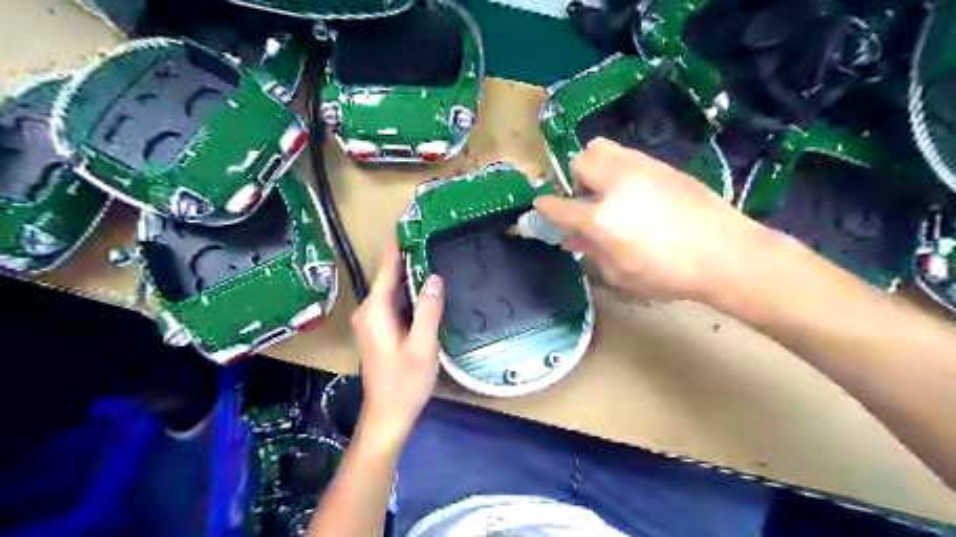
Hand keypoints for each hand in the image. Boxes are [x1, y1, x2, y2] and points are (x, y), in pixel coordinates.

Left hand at [349, 242, 444, 442]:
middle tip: (432, 234)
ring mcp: (373, 320)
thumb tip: (434, 277)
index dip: (398, 243)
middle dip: (408, 254)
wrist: (387, 415)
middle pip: (389, 275)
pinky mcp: (380, 329)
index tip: (411, 220)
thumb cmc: (404, 383)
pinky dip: (410, 291)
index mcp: (375, 310)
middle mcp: (369, 310)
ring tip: (434, 253)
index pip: (387, 267)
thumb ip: (428, 310)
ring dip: (410, 272)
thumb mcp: (422, 346)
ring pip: (393, 288)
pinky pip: (395, 301)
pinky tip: (428, 286)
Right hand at [536, 135, 766, 303]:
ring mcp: (640, 168)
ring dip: (595, 168)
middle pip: (579, 162)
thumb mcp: (619, 273)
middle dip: (575, 180)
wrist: (724, 253)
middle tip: (588, 202)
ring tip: (609, 192)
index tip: (541, 207)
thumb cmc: (667, 274)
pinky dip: (618, 168)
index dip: (545, 207)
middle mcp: (615, 184)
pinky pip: (626, 155)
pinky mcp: (661, 164)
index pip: (559, 206)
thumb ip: (590, 251)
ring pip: (600, 148)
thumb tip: (570, 237)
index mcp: (601, 218)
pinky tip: (635, 192)